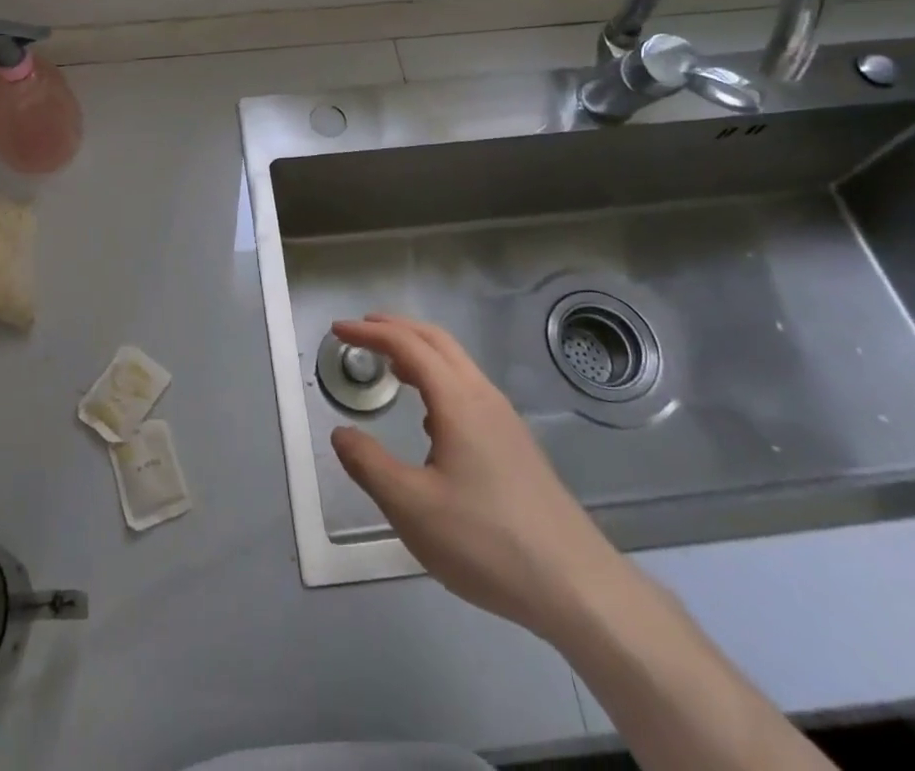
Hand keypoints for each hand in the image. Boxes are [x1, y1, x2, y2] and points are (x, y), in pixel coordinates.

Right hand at [330, 314, 626, 641]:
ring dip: (420, 352)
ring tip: (390, 366)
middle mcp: (483, 397)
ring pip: (457, 365)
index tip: (338, 330)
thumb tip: (341, 433)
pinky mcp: (516, 445)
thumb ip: (369, 465)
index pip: (407, 345)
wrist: (577, 586)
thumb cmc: (486, 541)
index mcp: (457, 401)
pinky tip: (429, 419)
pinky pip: (469, 390)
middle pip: (437, 341)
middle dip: (396, 328)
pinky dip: (439, 380)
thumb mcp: (412, 508)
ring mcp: (505, 420)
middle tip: (361, 329)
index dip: (370, 332)